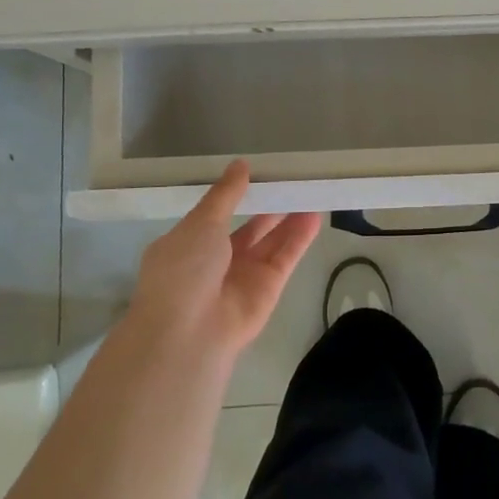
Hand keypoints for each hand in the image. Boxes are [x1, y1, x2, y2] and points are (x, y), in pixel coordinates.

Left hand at [127, 161, 321, 361]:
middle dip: (267, 205)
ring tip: (309, 190)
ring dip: (288, 219)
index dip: (235, 194)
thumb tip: (240, 165)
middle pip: (248, 228)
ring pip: (271, 241)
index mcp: (189, 244)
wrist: (190, 334)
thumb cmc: (183, 270)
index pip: (215, 214)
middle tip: (290, 179)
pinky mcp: (269, 288)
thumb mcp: (201, 223)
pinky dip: (299, 237)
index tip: (257, 171)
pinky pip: (286, 257)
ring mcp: (244, 275)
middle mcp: (217, 260)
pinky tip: (314, 215)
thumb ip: (225, 195)